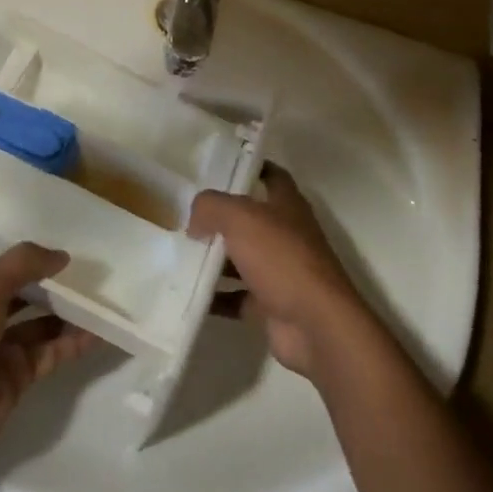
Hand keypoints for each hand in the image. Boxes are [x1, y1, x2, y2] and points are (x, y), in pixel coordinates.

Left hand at [0, 243, 97, 473]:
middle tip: (94, 274)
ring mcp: (0, 348)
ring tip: (105, 301)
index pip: (5, 265)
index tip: (69, 250)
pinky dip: (73, 344)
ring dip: (69, 314)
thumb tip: (62, 255)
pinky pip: (51, 353)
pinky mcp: (16, 377)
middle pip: (26, 293)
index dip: (34, 258)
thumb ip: (22, 265)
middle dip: (56, 285)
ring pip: (42, 324)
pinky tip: (99, 333)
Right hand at [189, 163, 373, 379]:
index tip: (218, 166)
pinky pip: (236, 297)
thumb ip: (212, 208)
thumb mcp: (241, 218)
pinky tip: (187, 293)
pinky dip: (215, 297)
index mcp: (287, 206)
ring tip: (176, 253)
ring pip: (240, 259)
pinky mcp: (270, 306)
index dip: (249, 167)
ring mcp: (280, 272)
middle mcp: (286, 235)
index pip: (271, 176)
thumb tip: (195, 219)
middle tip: (184, 214)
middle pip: (250, 220)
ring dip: (213, 259)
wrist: (315, 325)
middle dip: (219, 217)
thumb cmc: (282, 259)